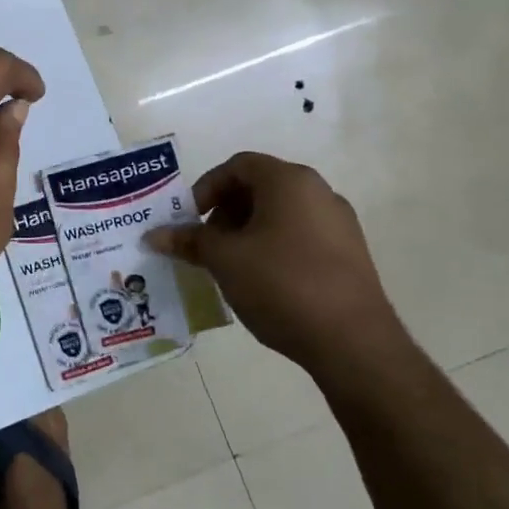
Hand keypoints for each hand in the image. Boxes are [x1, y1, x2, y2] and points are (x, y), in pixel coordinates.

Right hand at [147, 152, 407, 380]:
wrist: (353, 342)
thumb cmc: (281, 284)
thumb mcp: (224, 260)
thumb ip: (189, 241)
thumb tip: (154, 235)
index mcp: (289, 181)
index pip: (238, 166)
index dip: (206, 188)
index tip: (189, 218)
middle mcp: (319, 192)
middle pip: (260, 188)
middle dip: (225, 212)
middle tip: (206, 244)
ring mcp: (339, 224)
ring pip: (280, 214)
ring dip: (247, 232)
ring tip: (230, 266)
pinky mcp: (349, 255)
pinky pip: (300, 237)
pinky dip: (273, 248)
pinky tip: (261, 282)